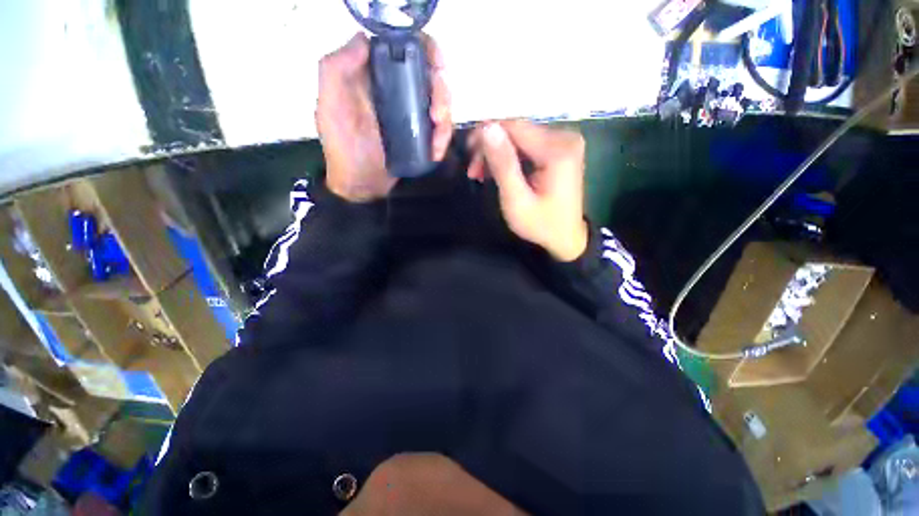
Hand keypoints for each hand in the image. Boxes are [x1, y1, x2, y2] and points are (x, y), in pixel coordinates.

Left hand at [316, 33, 452, 202]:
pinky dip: (444, 138)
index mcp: (375, 74)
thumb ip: (336, 68)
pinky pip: (441, 127)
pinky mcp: (421, 132)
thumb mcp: (330, 106)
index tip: (436, 68)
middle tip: (438, 115)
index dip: (427, 50)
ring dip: (446, 119)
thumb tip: (364, 39)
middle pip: (432, 73)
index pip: (406, 46)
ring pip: (441, 101)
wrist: (362, 185)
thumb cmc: (344, 148)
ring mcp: (411, 111)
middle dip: (442, 92)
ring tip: (437, 140)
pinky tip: (436, 151)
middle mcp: (396, 87)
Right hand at [468, 121, 588, 261]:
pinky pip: (527, 144)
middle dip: (491, 147)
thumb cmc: (540, 225)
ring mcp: (564, 142)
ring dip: (498, 153)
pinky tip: (498, 171)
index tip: (469, 155)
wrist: (566, 237)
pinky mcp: (560, 149)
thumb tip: (487, 127)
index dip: (486, 134)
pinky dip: (510, 156)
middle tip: (474, 171)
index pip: (514, 126)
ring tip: (482, 174)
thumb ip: (503, 165)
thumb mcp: (516, 200)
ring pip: (519, 136)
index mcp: (557, 150)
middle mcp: (564, 137)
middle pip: (517, 129)